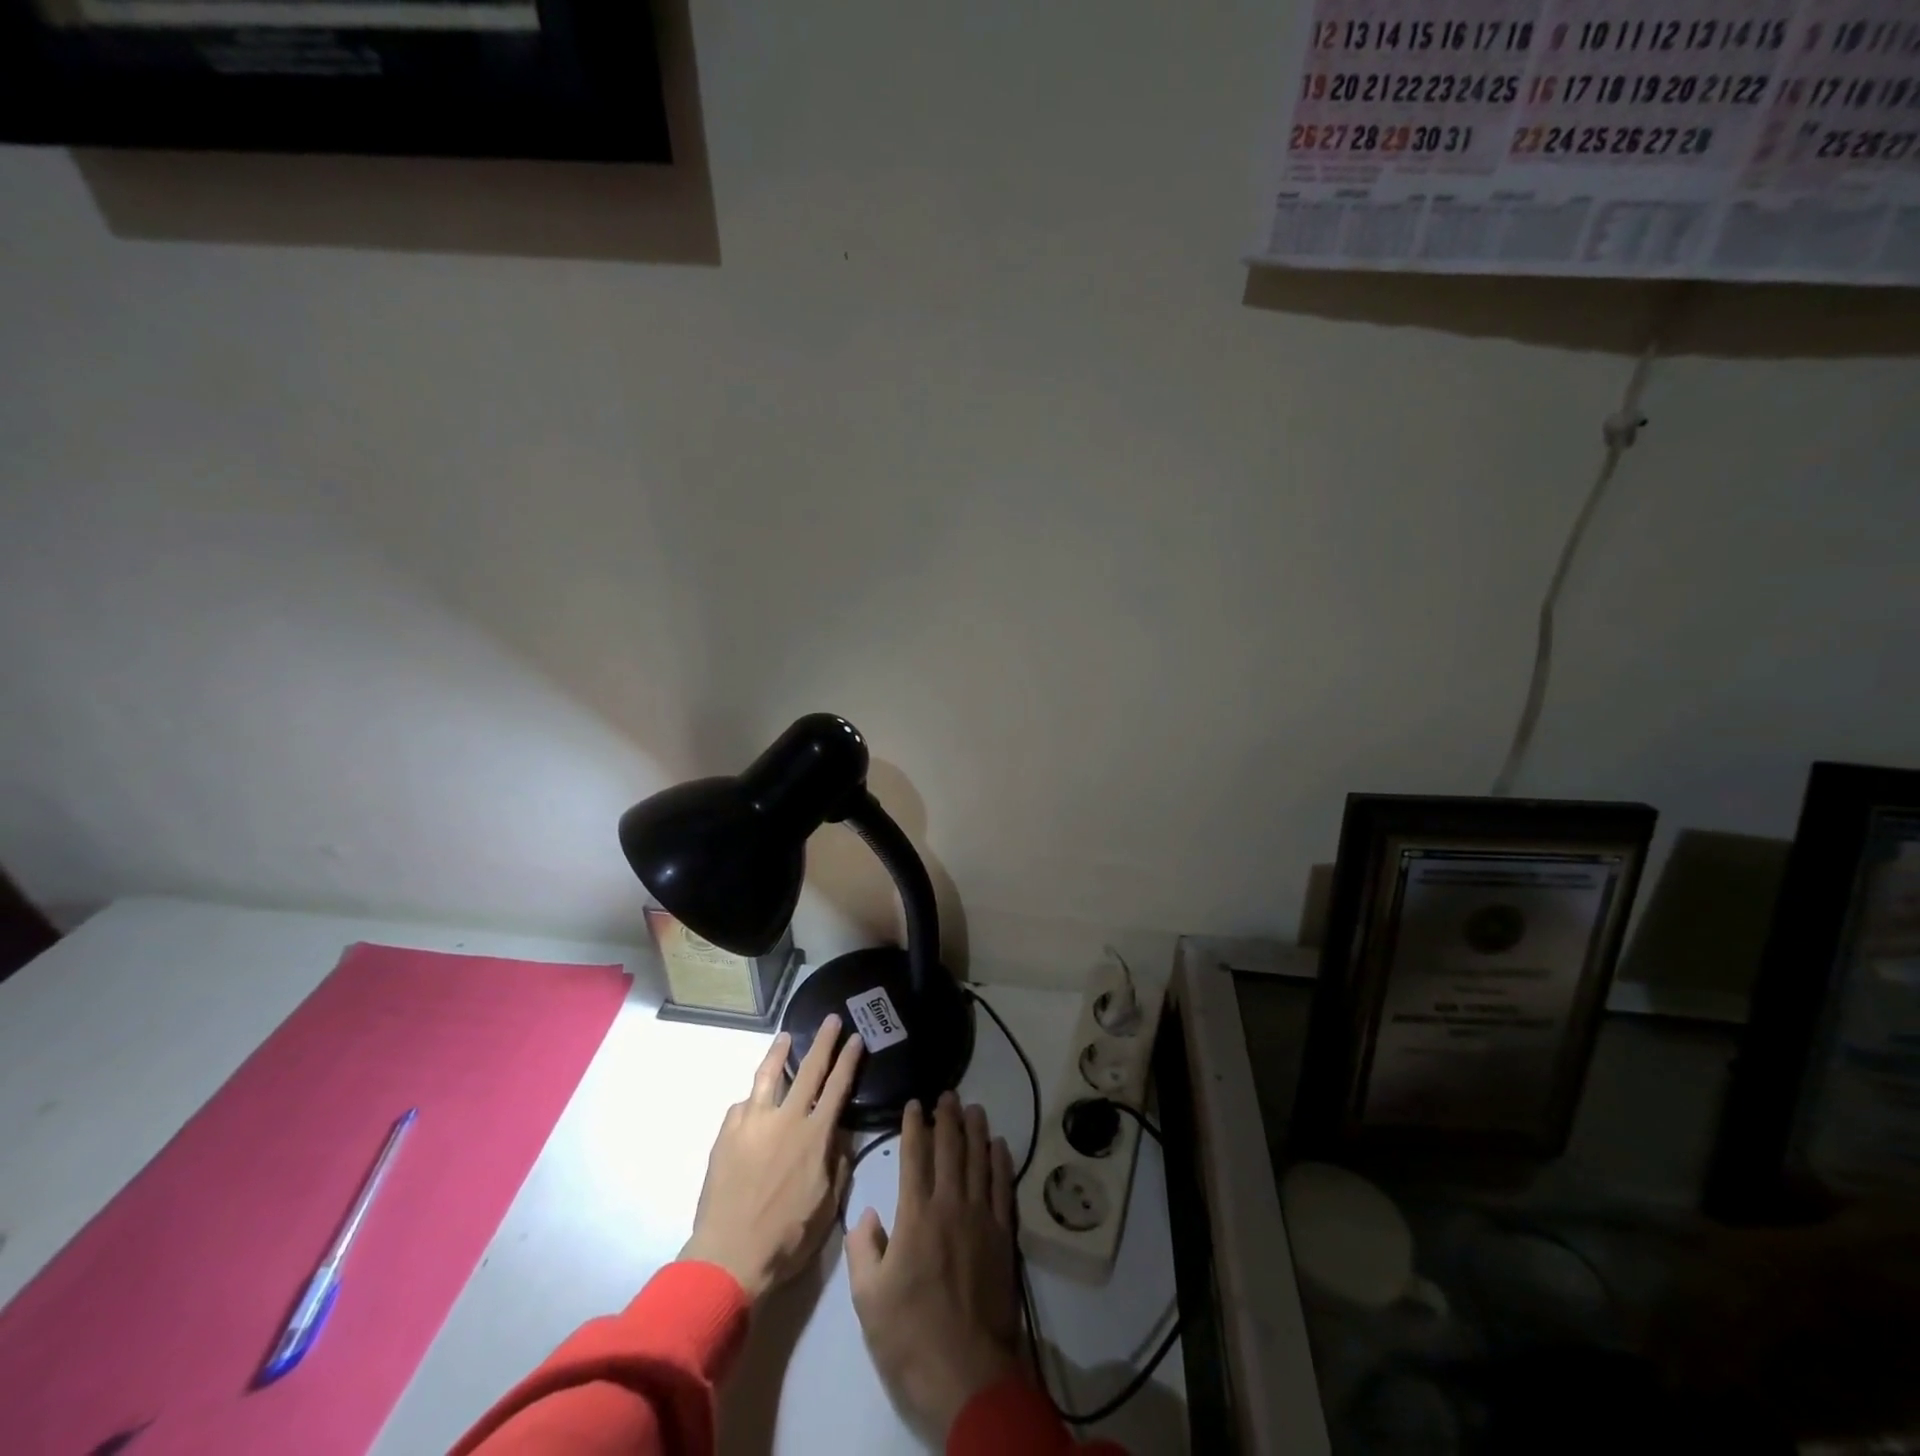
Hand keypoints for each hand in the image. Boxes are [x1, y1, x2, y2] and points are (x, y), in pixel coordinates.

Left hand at [680, 1016, 863, 1300]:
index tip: (856, 1038)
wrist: (729, 1256)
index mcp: (815, 1137)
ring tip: (785, 1037)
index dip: (849, 1060)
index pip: (838, 1087)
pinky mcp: (727, 1134)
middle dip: (824, 1041)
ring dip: (778, 1053)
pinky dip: (752, 1100)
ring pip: (768, 1075)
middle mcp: (786, 1120)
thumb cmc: (786, 1238)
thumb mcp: (828, 1206)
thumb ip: (837, 1165)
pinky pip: (743, 1107)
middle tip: (831, 1019)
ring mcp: (753, 1123)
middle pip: (809, 1069)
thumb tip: (839, 1136)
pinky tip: (752, 1102)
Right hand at [847, 1093, 1022, 1440]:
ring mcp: (981, 1218)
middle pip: (950, 1149)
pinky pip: (1002, 1187)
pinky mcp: (1003, 1236)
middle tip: (947, 1094)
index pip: (914, 1157)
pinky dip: (1001, 1162)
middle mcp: (950, 1205)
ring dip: (976, 1131)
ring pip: (979, 1160)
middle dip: (947, 1118)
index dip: (914, 1126)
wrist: (966, 1373)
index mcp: (915, 1215)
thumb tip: (869, 1213)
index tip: (914, 1104)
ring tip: (973, 1108)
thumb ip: (863, 1249)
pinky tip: (999, 1146)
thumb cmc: (910, 1336)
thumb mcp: (868, 1299)